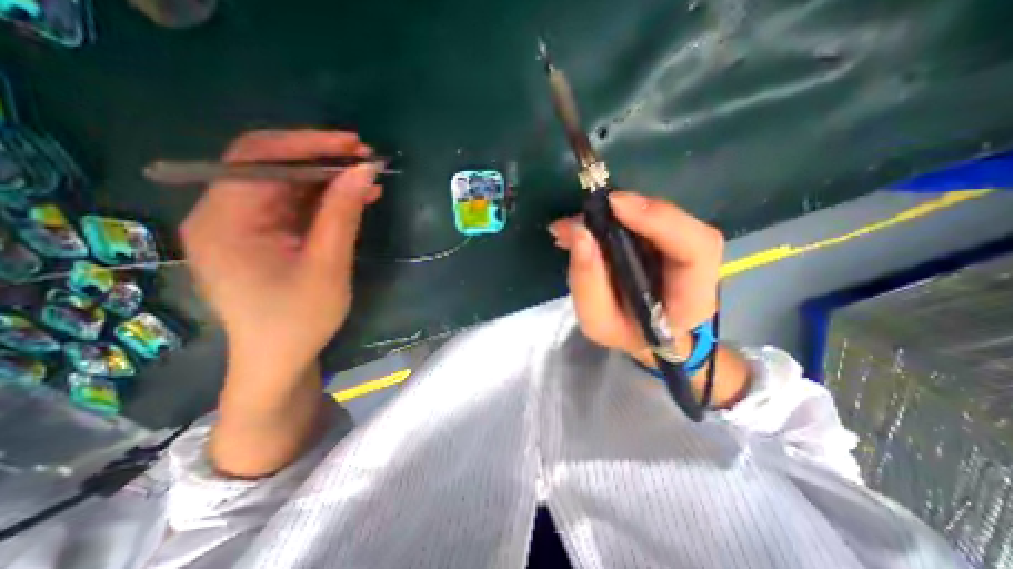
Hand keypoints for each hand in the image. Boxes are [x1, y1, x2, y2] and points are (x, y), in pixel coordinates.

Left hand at [179, 130, 382, 380]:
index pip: (259, 159)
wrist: (281, 360)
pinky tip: (353, 200)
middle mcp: (222, 216)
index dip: (309, 145)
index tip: (354, 146)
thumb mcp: (328, 265)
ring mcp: (241, 228)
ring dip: (328, 182)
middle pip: (270, 169)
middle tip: (365, 160)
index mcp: (224, 222)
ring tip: (367, 180)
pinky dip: (323, 202)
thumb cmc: (300, 319)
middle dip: (321, 161)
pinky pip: (292, 208)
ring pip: (286, 187)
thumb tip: (364, 170)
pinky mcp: (260, 239)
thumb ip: (342, 214)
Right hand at [550, 191, 724, 367]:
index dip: (659, 219)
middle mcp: (699, 267)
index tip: (613, 205)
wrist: (642, 334)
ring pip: (660, 216)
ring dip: (617, 213)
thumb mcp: (597, 320)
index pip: (696, 248)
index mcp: (691, 298)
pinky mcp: (669, 239)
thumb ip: (588, 281)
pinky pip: (646, 219)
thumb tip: (578, 232)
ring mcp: (686, 248)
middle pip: (677, 223)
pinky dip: (616, 217)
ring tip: (575, 225)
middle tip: (584, 215)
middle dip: (630, 211)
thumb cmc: (622, 333)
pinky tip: (587, 226)